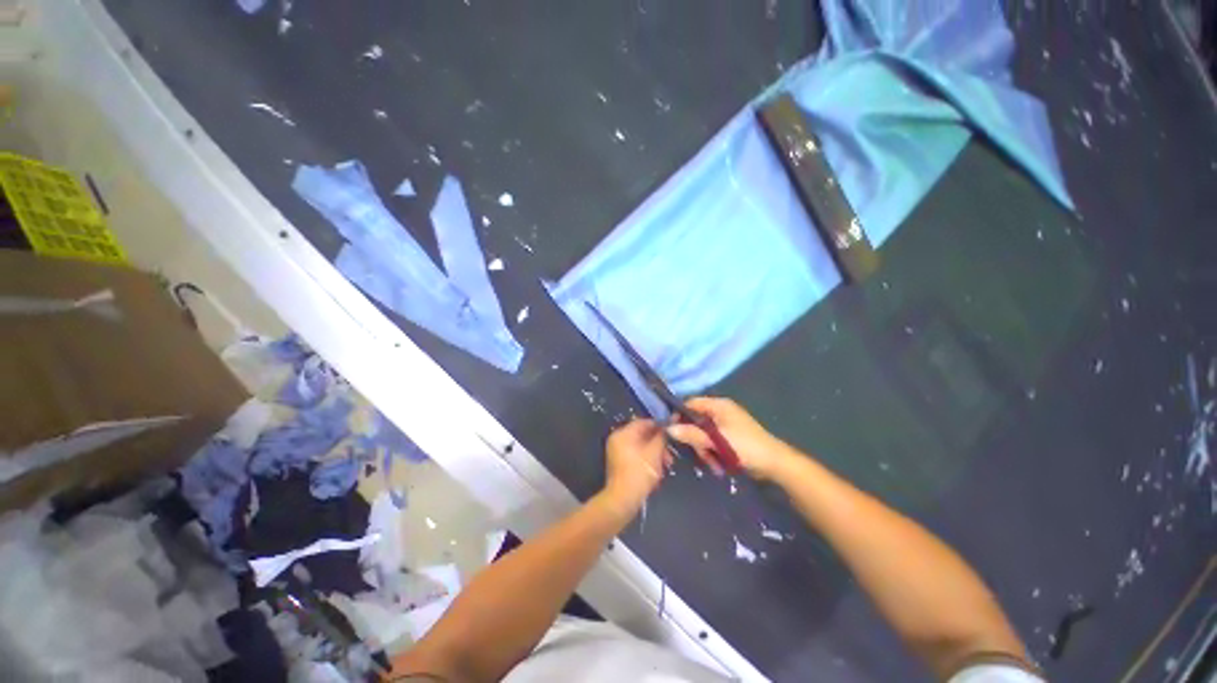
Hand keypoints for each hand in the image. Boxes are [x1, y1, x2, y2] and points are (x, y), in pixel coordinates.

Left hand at [602, 419, 670, 509]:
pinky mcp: (620, 464)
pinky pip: (636, 456)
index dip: (660, 425)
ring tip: (666, 465)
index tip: (673, 432)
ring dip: (655, 454)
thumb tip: (670, 424)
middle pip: (643, 435)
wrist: (623, 500)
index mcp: (623, 433)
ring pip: (641, 446)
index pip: (644, 422)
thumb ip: (662, 436)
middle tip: (670, 455)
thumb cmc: (640, 472)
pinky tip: (657, 471)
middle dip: (659, 444)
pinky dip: (647, 460)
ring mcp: (617, 452)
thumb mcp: (655, 452)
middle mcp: (618, 439)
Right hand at [668, 397, 792, 478]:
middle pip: (696, 420)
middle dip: (695, 439)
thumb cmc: (746, 447)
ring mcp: (726, 424)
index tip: (672, 431)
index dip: (679, 415)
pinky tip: (718, 465)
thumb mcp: (717, 441)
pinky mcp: (730, 436)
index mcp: (718, 405)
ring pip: (703, 433)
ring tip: (712, 464)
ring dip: (704, 449)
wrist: (775, 464)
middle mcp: (721, 411)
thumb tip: (668, 428)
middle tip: (700, 454)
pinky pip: (713, 441)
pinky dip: (713, 452)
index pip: (690, 403)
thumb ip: (692, 434)